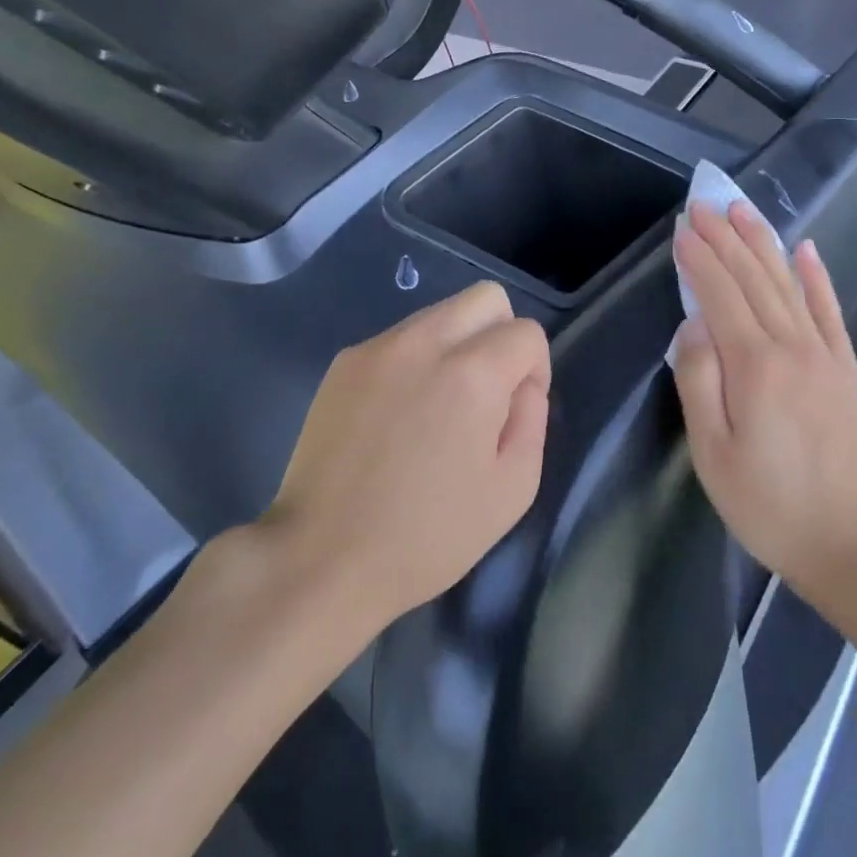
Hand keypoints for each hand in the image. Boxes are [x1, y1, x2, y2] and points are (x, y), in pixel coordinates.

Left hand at [264, 282, 550, 634]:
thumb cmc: (427, 535)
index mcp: (472, 373)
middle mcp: (425, 342)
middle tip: (487, 394)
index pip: (526, 332)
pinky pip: (400, 339)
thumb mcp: (513, 490)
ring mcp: (378, 347)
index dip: (535, 369)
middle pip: (486, 297)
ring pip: (440, 313)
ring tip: (437, 408)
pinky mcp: (345, 361)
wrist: (321, 559)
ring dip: (456, 346)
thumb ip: (532, 419)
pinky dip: (415, 362)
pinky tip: (397, 415)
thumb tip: (522, 384)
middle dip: (501, 335)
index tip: (515, 411)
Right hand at [671, 202, 856, 617]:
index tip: (681, 228)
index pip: (719, 294)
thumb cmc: (770, 504)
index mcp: (754, 365)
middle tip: (705, 203)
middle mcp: (791, 346)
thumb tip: (693, 326)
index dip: (699, 258)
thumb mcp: (713, 454)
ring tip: (743, 210)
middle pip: (753, 277)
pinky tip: (805, 249)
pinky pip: (829, 309)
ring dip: (763, 242)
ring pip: (788, 283)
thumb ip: (699, 381)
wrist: (854, 542)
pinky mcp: (846, 367)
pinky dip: (815, 275)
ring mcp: (824, 353)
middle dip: (725, 237)